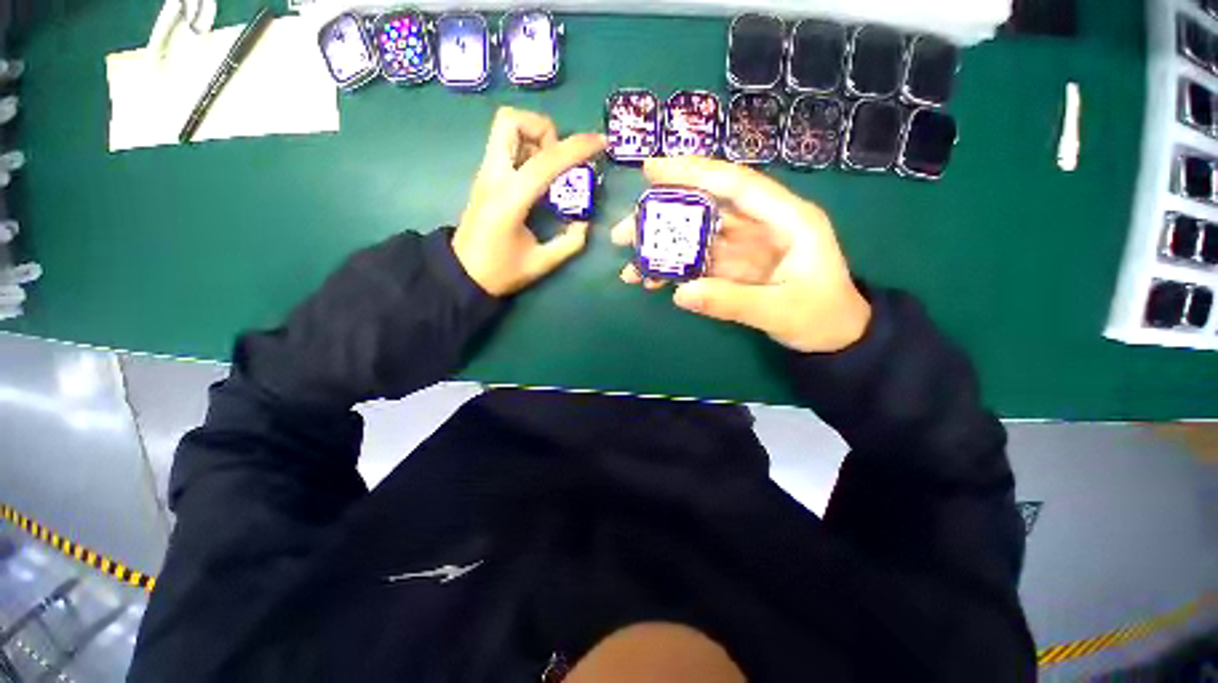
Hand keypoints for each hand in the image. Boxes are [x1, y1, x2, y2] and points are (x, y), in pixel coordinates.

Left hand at [452, 107, 605, 296]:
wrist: (463, 274)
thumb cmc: (501, 271)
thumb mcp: (542, 263)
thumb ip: (570, 242)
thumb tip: (585, 222)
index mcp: (510, 199)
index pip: (546, 160)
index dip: (577, 147)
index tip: (600, 142)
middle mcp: (494, 176)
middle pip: (511, 121)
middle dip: (544, 129)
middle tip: (560, 158)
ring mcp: (485, 173)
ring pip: (506, 128)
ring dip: (535, 137)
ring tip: (552, 169)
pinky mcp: (485, 176)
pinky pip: (505, 145)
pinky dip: (527, 149)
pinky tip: (539, 177)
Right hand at [611, 157, 870, 352]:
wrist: (836, 338)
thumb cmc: (823, 316)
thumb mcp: (781, 311)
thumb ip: (732, 301)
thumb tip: (680, 293)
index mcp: (786, 219)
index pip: (736, 184)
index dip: (694, 173)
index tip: (651, 171)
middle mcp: (762, 225)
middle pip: (707, 210)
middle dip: (663, 218)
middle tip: (624, 232)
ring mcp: (745, 248)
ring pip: (697, 238)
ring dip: (663, 249)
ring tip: (630, 266)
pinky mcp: (734, 268)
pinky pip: (700, 263)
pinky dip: (675, 270)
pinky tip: (652, 280)